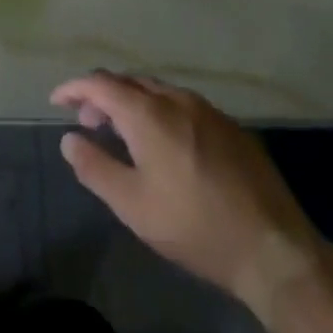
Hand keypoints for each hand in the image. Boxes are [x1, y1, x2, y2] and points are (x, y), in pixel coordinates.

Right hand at [51, 72, 322, 317]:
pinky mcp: (231, 127)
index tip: (56, 101)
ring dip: (132, 101)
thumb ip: (95, 168)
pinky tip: (165, 142)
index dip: (74, 88)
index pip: (99, 83)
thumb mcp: (134, 206)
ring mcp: (208, 110)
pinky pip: (183, 104)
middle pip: (128, 81)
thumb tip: (69, 139)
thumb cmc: (195, 227)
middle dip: (102, 94)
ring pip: (157, 90)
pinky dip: (159, 110)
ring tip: (123, 131)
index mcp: (148, 113)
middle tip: (89, 121)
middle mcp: (176, 99)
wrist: (276, 251)